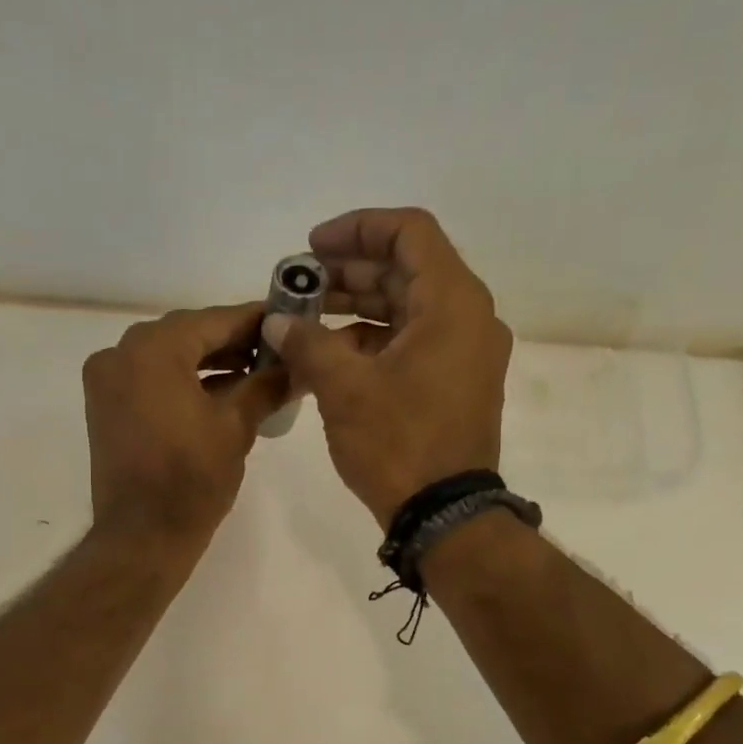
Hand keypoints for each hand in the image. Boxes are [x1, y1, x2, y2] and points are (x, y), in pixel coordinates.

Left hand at [83, 303, 288, 548]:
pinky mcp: (105, 408)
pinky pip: (150, 380)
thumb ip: (266, 385)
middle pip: (187, 336)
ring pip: (168, 358)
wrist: (142, 536)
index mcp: (151, 349)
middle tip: (276, 350)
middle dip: (232, 343)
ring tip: (256, 374)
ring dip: (209, 363)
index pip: (213, 320)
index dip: (255, 320)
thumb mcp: (236, 426)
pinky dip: (183, 382)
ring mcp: (107, 381)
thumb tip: (296, 365)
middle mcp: (120, 354)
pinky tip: (221, 392)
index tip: (287, 319)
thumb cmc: (192, 478)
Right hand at [261, 208, 512, 525]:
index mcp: (452, 303)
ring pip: (406, 310)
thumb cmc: (398, 443)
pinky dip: (371, 343)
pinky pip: (410, 344)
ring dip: (355, 309)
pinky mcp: (453, 384)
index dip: (357, 229)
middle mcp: (467, 318)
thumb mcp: (344, 388)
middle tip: (298, 287)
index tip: (312, 247)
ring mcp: (463, 354)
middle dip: (347, 273)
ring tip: (303, 322)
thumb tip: (275, 322)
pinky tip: (328, 358)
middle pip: (405, 271)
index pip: (409, 232)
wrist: (443, 514)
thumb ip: (306, 343)